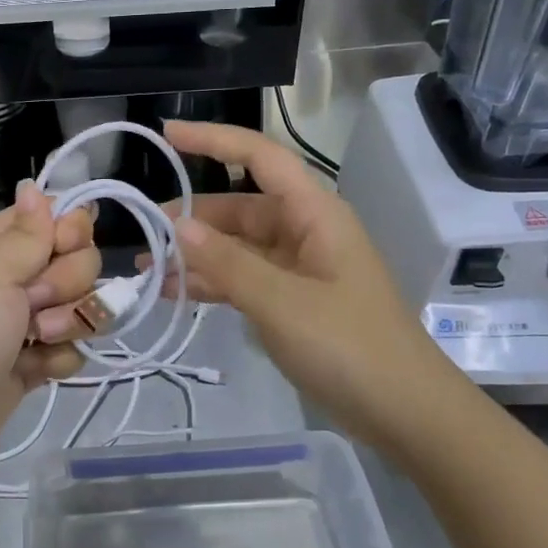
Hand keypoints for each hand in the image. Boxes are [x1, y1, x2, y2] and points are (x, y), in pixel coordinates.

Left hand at [0, 182, 99, 477]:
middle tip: (33, 305)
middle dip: (68, 285)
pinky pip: (75, 345)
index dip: (71, 231)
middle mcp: (16, 274)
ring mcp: (28, 318)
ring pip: (84, 304)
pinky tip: (34, 368)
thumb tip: (34, 186)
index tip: (61, 249)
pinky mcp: (37, 357)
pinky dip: (59, 358)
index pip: (58, 216)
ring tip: (37, 340)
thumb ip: (27, 233)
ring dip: (69, 323)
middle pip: (80, 260)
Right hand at [156, 120, 436, 438]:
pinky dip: (212, 284)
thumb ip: (228, 262)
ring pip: (237, 247)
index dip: (214, 140)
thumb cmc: (349, 346)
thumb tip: (178, 225)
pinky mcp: (292, 302)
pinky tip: (173, 293)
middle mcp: (305, 231)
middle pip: (240, 208)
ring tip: (145, 268)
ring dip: (196, 255)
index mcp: (315, 213)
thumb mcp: (282, 302)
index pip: (260, 157)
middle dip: (192, 216)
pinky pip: (244, 279)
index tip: (167, 135)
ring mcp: (299, 269)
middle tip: (143, 231)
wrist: (404, 412)